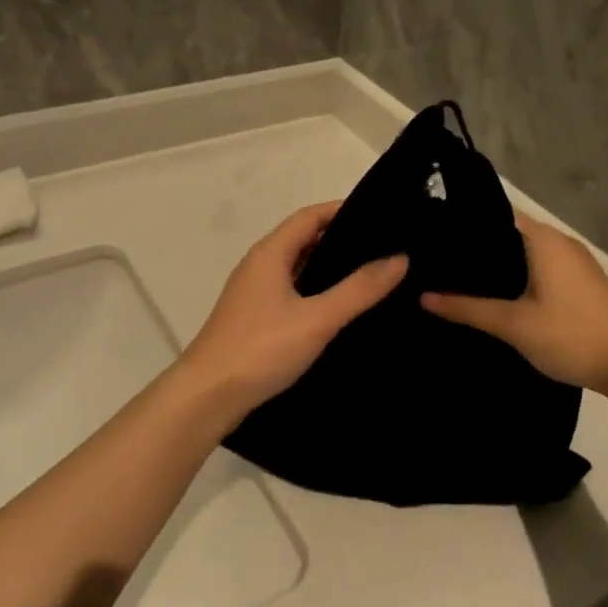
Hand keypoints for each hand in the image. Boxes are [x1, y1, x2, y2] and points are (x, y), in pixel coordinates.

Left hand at [175, 202, 406, 424]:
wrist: (207, 396)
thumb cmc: (261, 349)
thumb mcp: (317, 318)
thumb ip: (359, 289)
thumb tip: (400, 257)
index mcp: (270, 253)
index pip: (310, 216)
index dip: (342, 210)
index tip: (380, 216)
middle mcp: (259, 265)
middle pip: (303, 238)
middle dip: (340, 239)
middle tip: (383, 247)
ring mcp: (253, 293)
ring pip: (297, 267)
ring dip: (328, 267)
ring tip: (370, 275)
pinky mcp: (254, 318)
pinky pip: (291, 291)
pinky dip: (316, 290)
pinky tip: (338, 309)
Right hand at [421, 214, 607, 394]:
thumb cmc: (572, 335)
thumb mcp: (514, 324)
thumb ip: (468, 309)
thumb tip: (423, 296)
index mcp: (542, 239)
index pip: (493, 215)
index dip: (463, 226)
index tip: (431, 239)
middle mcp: (558, 242)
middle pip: (507, 235)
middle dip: (476, 250)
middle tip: (436, 264)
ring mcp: (574, 262)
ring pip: (524, 255)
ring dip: (497, 267)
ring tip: (457, 281)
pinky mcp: (581, 283)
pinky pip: (538, 269)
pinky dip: (516, 278)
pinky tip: (497, 299)